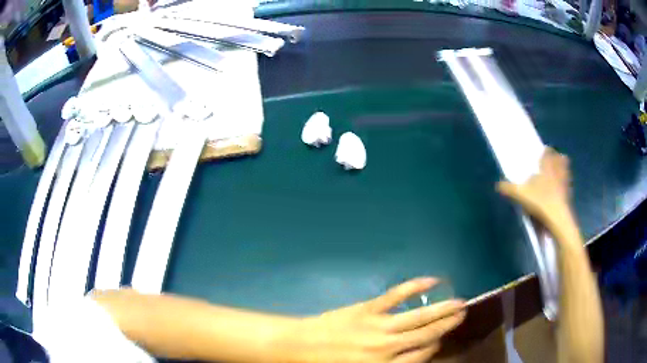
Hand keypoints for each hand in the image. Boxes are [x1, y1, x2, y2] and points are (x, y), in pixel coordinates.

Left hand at [292, 278, 465, 362]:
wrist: (299, 346)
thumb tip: (414, 356)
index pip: (421, 355)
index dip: (435, 346)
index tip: (443, 338)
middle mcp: (387, 348)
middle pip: (426, 335)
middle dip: (447, 325)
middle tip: (464, 314)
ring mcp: (378, 326)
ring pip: (418, 318)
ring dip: (442, 309)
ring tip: (460, 303)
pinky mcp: (367, 308)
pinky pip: (396, 296)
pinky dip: (415, 287)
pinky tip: (432, 280)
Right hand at [497, 147, 572, 230]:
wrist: (557, 218)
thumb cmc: (540, 201)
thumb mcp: (521, 195)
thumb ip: (510, 189)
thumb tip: (498, 185)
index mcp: (547, 166)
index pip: (548, 153)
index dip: (547, 151)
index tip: (545, 150)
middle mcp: (558, 171)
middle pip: (561, 160)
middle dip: (558, 158)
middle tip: (555, 158)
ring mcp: (565, 184)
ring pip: (566, 172)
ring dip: (563, 170)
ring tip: (559, 172)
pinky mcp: (569, 197)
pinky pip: (567, 186)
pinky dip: (565, 185)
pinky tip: (560, 190)